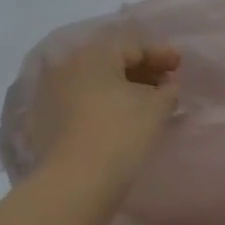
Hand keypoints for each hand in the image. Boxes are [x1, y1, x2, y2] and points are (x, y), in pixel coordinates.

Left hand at [26, 39, 180, 180]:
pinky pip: (80, 102)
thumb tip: (166, 84)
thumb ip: (167, 88)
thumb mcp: (156, 106)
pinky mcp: (44, 119)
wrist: (77, 179)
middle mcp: (66, 65)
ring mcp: (50, 92)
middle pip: (110, 61)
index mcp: (93, 54)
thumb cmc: (122, 132)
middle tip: (164, 82)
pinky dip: (102, 104)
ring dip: (120, 87)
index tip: (180, 64)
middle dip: (140, 70)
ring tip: (144, 102)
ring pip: (93, 82)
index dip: (161, 54)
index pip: (133, 45)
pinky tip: (117, 118)